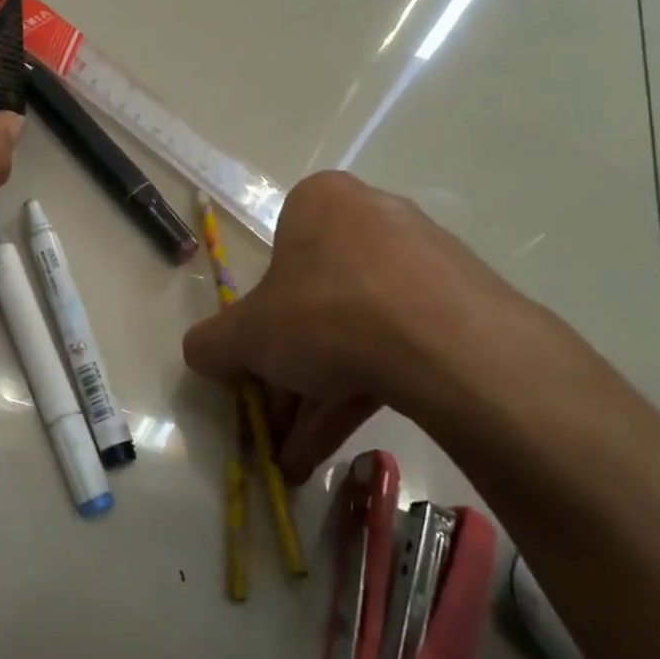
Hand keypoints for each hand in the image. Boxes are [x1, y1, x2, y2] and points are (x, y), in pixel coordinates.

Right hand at [182, 171, 548, 482]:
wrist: (444, 344)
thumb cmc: (325, 313)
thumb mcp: (247, 335)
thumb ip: (212, 343)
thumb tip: (199, 352)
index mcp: (321, 202)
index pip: (277, 259)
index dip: (260, 320)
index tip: (257, 365)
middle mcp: (373, 217)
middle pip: (316, 302)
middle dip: (290, 373)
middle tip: (276, 423)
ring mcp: (424, 259)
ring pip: (357, 330)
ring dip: (320, 396)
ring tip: (298, 456)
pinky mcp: (460, 303)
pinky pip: (398, 345)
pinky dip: (364, 391)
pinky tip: (336, 444)